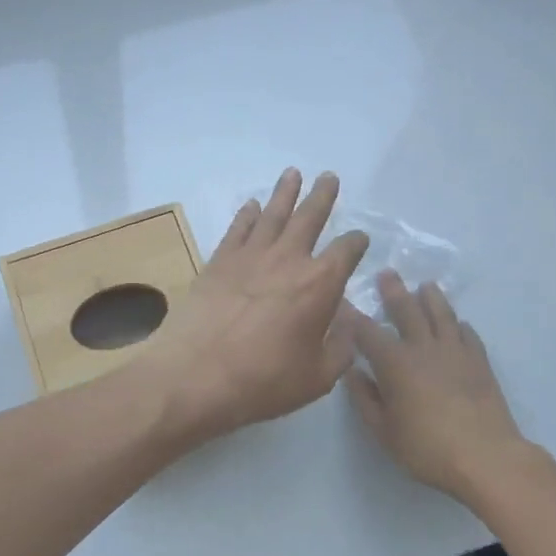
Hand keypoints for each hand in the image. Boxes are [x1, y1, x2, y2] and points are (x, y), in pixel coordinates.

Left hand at [137, 169, 369, 441]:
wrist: (196, 375)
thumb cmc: (264, 381)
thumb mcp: (318, 377)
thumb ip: (340, 347)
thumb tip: (347, 324)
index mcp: (320, 284)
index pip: (347, 251)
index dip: (357, 242)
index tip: (359, 239)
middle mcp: (288, 259)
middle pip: (310, 218)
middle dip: (322, 196)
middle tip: (328, 177)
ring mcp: (250, 256)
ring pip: (273, 214)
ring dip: (285, 193)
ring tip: (293, 173)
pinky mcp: (218, 262)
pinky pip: (237, 229)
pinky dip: (246, 215)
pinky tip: (251, 205)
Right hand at [346, 272, 540, 502]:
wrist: (486, 457)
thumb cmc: (426, 447)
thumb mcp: (383, 430)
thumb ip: (364, 398)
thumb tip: (352, 372)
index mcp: (394, 363)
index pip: (367, 331)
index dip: (352, 315)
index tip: (342, 301)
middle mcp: (423, 348)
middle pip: (407, 311)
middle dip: (394, 291)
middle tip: (387, 273)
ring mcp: (455, 352)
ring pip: (441, 314)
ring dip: (431, 298)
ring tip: (426, 285)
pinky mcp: (479, 362)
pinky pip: (468, 334)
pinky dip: (459, 324)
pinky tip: (458, 323)